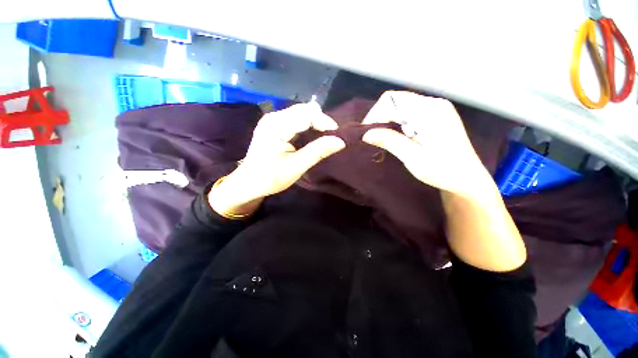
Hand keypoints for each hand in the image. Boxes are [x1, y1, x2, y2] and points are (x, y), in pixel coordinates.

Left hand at [209, 102, 345, 215]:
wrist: (249, 182)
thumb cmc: (270, 177)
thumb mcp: (296, 167)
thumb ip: (318, 152)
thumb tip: (340, 141)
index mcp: (276, 126)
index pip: (306, 115)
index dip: (324, 121)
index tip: (337, 134)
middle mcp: (273, 117)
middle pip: (304, 110)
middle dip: (321, 121)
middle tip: (331, 136)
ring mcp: (272, 119)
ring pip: (301, 112)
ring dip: (315, 122)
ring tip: (325, 136)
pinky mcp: (274, 124)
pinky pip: (295, 118)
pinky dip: (307, 125)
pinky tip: (312, 135)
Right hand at [362, 91, 490, 196]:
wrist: (467, 179)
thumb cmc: (443, 170)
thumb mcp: (412, 157)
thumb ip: (389, 141)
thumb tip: (366, 133)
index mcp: (430, 111)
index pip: (393, 100)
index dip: (376, 114)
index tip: (367, 132)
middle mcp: (433, 104)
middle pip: (396, 100)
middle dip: (380, 116)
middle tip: (372, 136)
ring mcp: (436, 109)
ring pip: (401, 106)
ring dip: (388, 120)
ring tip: (382, 137)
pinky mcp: (435, 116)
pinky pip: (409, 112)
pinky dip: (397, 122)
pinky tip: (396, 135)